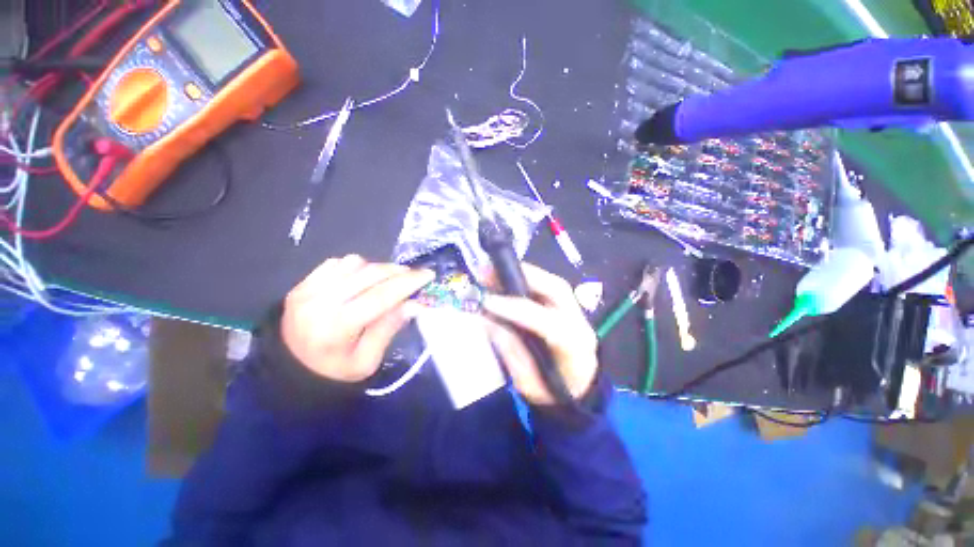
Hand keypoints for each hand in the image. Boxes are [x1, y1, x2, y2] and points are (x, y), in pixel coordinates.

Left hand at [281, 255, 433, 382]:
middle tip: (413, 275)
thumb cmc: (335, 370)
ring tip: (385, 282)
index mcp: (337, 328)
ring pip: (355, 263)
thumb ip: (389, 328)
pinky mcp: (302, 283)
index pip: (381, 296)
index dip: (408, 283)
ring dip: (377, 269)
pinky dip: (357, 267)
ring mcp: (307, 290)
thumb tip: (415, 303)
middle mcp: (320, 303)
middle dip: (398, 271)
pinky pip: (337, 262)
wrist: (291, 369)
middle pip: (370, 274)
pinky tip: (361, 280)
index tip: (428, 275)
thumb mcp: (367, 361)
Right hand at [482, 263, 598, 404]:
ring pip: (554, 283)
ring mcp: (578, 313)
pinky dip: (528, 280)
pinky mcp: (570, 308)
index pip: (545, 321)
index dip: (514, 309)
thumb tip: (487, 319)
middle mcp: (580, 323)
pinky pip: (550, 287)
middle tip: (489, 273)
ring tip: (494, 272)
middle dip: (522, 276)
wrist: (580, 394)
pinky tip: (508, 279)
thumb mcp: (528, 384)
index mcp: (574, 348)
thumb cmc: (553, 395)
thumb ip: (509, 351)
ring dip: (523, 274)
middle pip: (556, 290)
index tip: (486, 301)